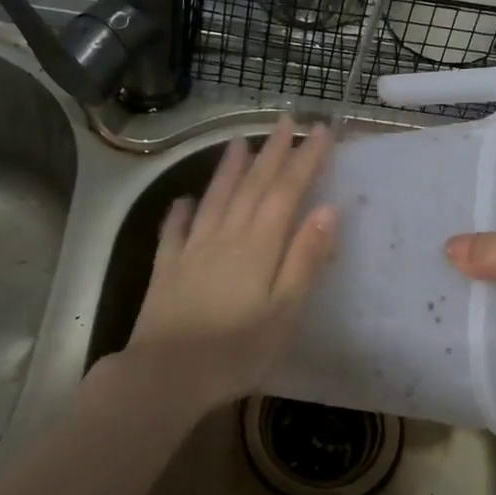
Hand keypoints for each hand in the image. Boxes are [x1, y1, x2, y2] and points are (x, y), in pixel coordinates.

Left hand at [121, 116, 337, 413]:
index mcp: (259, 246)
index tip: (320, 130)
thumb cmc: (236, 350)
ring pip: (215, 198)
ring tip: (239, 142)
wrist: (166, 375)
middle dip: (272, 152)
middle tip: (285, 120)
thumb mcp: (284, 311)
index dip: (304, 159)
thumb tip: (329, 210)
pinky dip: (181, 211)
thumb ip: (305, 259)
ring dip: (229, 169)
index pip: (286, 192)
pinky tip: (184, 200)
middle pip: (252, 186)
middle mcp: (225, 236)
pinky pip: (175, 230)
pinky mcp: (167, 268)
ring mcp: (191, 250)